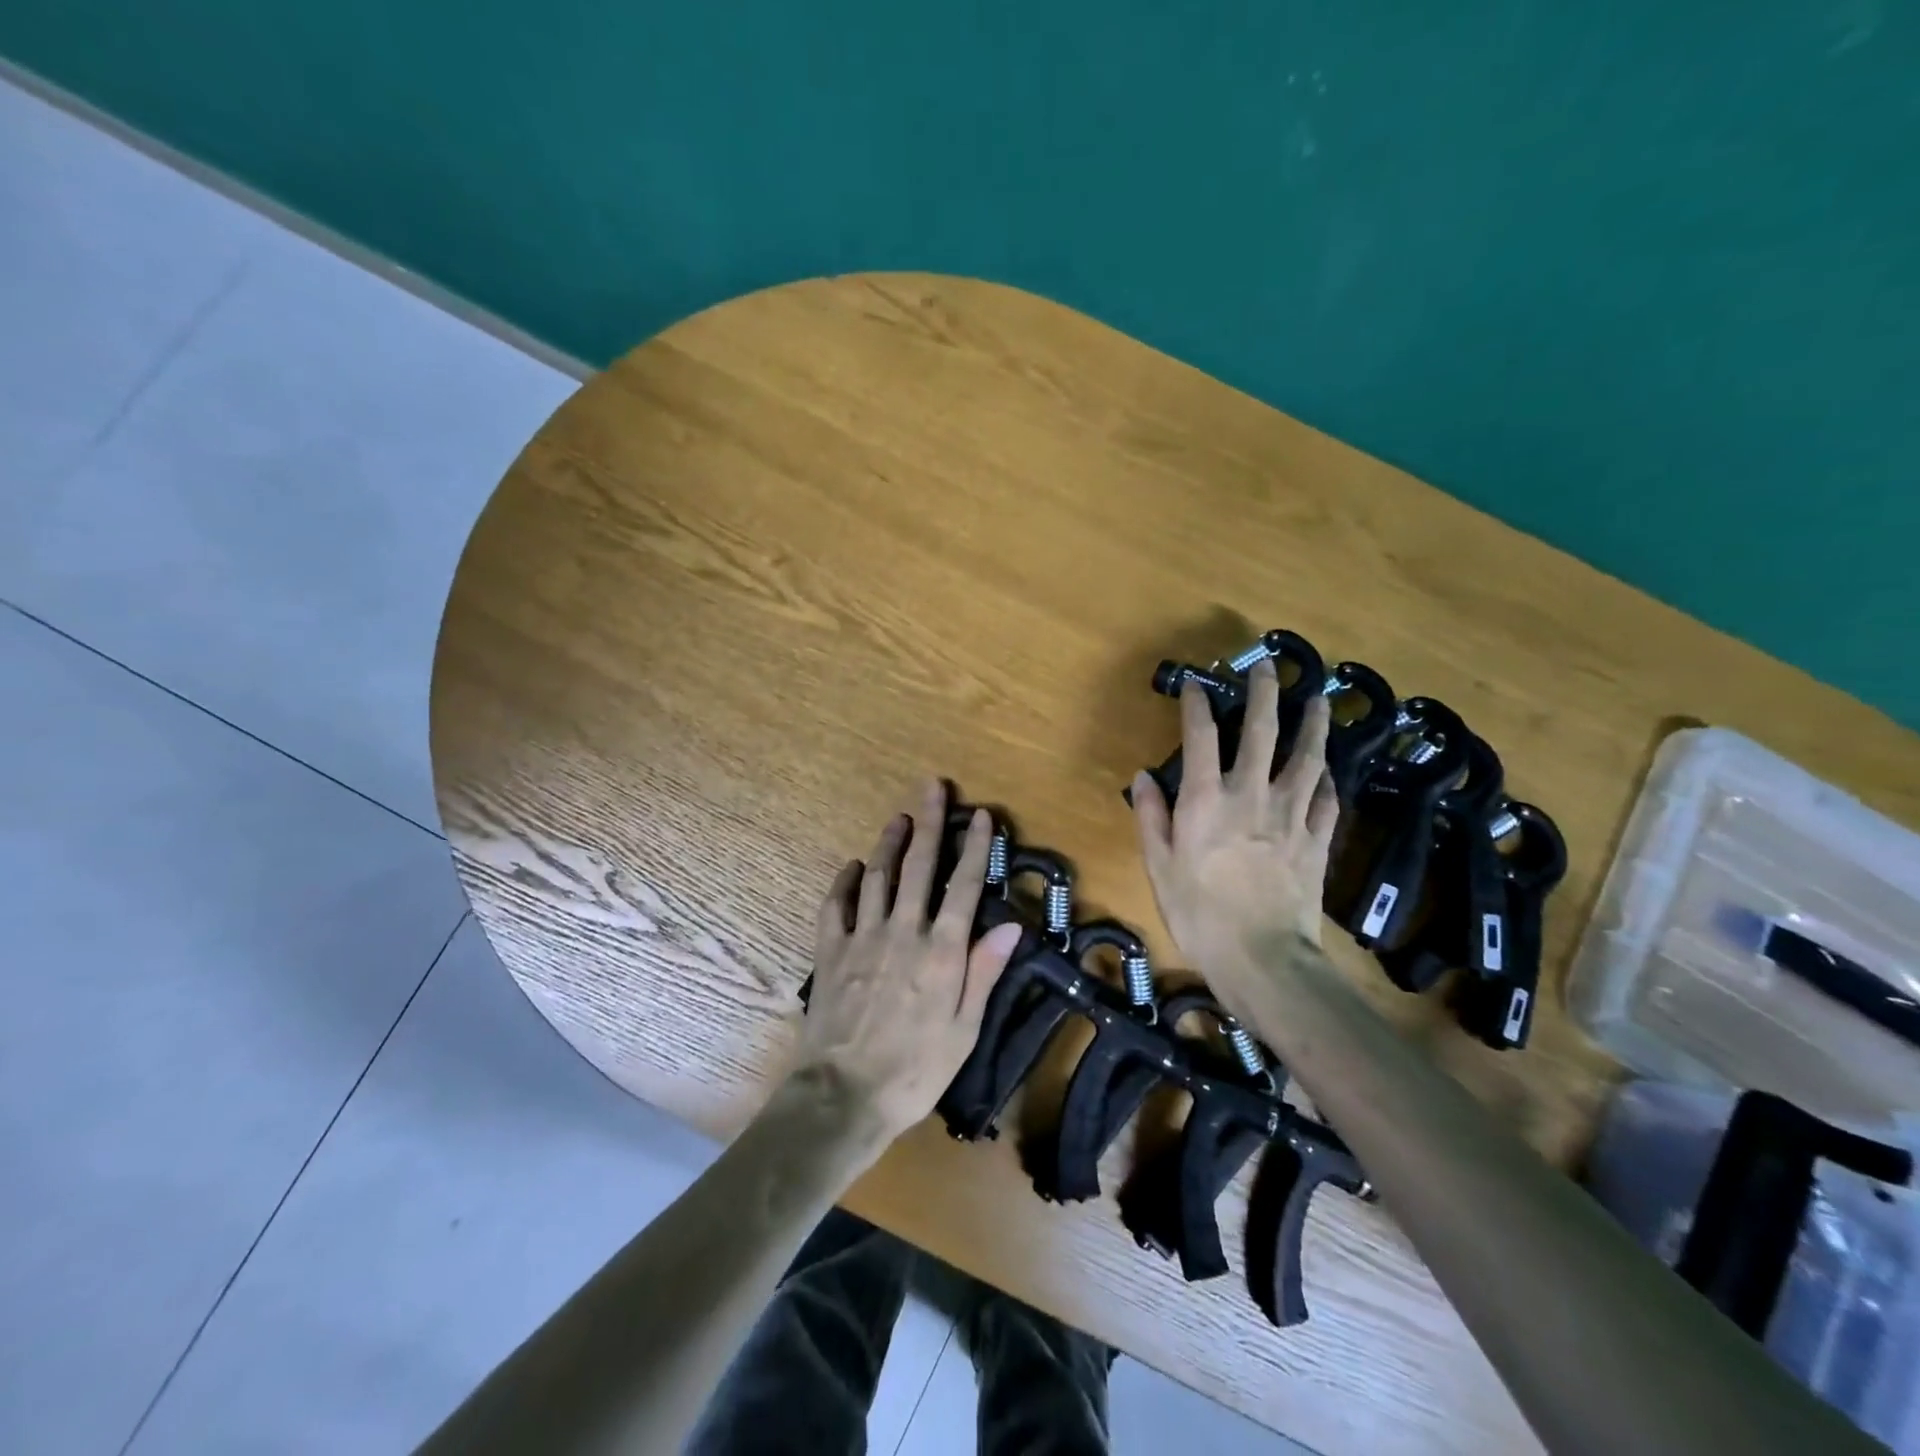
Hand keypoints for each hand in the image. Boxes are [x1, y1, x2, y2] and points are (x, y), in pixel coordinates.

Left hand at [794, 780, 1024, 1140]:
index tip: (980, 815)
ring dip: (889, 842)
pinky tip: (852, 866)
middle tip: (932, 787)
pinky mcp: (831, 951)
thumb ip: (983, 973)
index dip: (974, 848)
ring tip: (898, 817)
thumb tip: (1010, 928)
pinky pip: (836, 904)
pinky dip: (845, 881)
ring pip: (877, 875)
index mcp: (941, 952)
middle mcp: (903, 932)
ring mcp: (863, 937)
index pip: (963, 887)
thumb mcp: (963, 1030)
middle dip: (928, 823)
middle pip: (918, 866)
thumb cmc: (914, 1070)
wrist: (843, 1096)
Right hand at [1130, 659, 1339, 1013]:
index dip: (1197, 704)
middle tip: (1269, 667)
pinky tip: (1328, 771)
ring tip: (1319, 701)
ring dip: (1313, 725)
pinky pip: (1327, 800)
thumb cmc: (1198, 914)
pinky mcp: (1317, 840)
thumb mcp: (1158, 866)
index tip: (1196, 683)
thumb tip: (1143, 776)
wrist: (1262, 958)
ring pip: (1307, 758)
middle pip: (1262, 732)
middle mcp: (1251, 794)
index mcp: (1206, 799)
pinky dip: (1328, 781)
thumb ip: (1151, 816)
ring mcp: (1291, 815)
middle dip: (1265, 694)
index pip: (1200, 736)